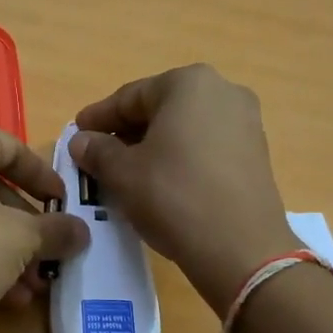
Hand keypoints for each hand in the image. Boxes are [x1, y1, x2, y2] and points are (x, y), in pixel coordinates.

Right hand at [70, 65, 297, 315]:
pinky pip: (206, 148)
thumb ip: (97, 151)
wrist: (241, 248)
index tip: (76, 134)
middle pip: (161, 109)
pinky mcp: (257, 155)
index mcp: (189, 83)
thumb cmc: (174, 196)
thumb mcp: (122, 173)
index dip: (98, 117)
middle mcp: (223, 91)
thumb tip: (82, 141)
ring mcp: (246, 123)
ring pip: (184, 129)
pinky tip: (161, 183)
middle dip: (127, 131)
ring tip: (127, 172)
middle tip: (98, 155)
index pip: (130, 96)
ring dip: (153, 146)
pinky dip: (180, 159)